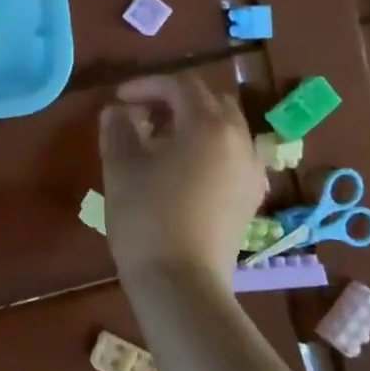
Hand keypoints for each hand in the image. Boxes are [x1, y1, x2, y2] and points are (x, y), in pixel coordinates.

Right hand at [99, 74, 266, 288]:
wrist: (181, 284)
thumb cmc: (146, 217)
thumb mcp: (121, 166)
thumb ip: (118, 128)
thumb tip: (117, 111)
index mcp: (208, 125)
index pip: (180, 86)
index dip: (147, 86)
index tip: (119, 99)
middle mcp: (239, 140)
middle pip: (210, 101)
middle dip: (174, 100)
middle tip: (142, 114)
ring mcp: (251, 170)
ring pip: (226, 127)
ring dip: (194, 122)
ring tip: (161, 141)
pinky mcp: (251, 197)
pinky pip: (234, 154)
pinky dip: (210, 147)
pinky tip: (185, 168)